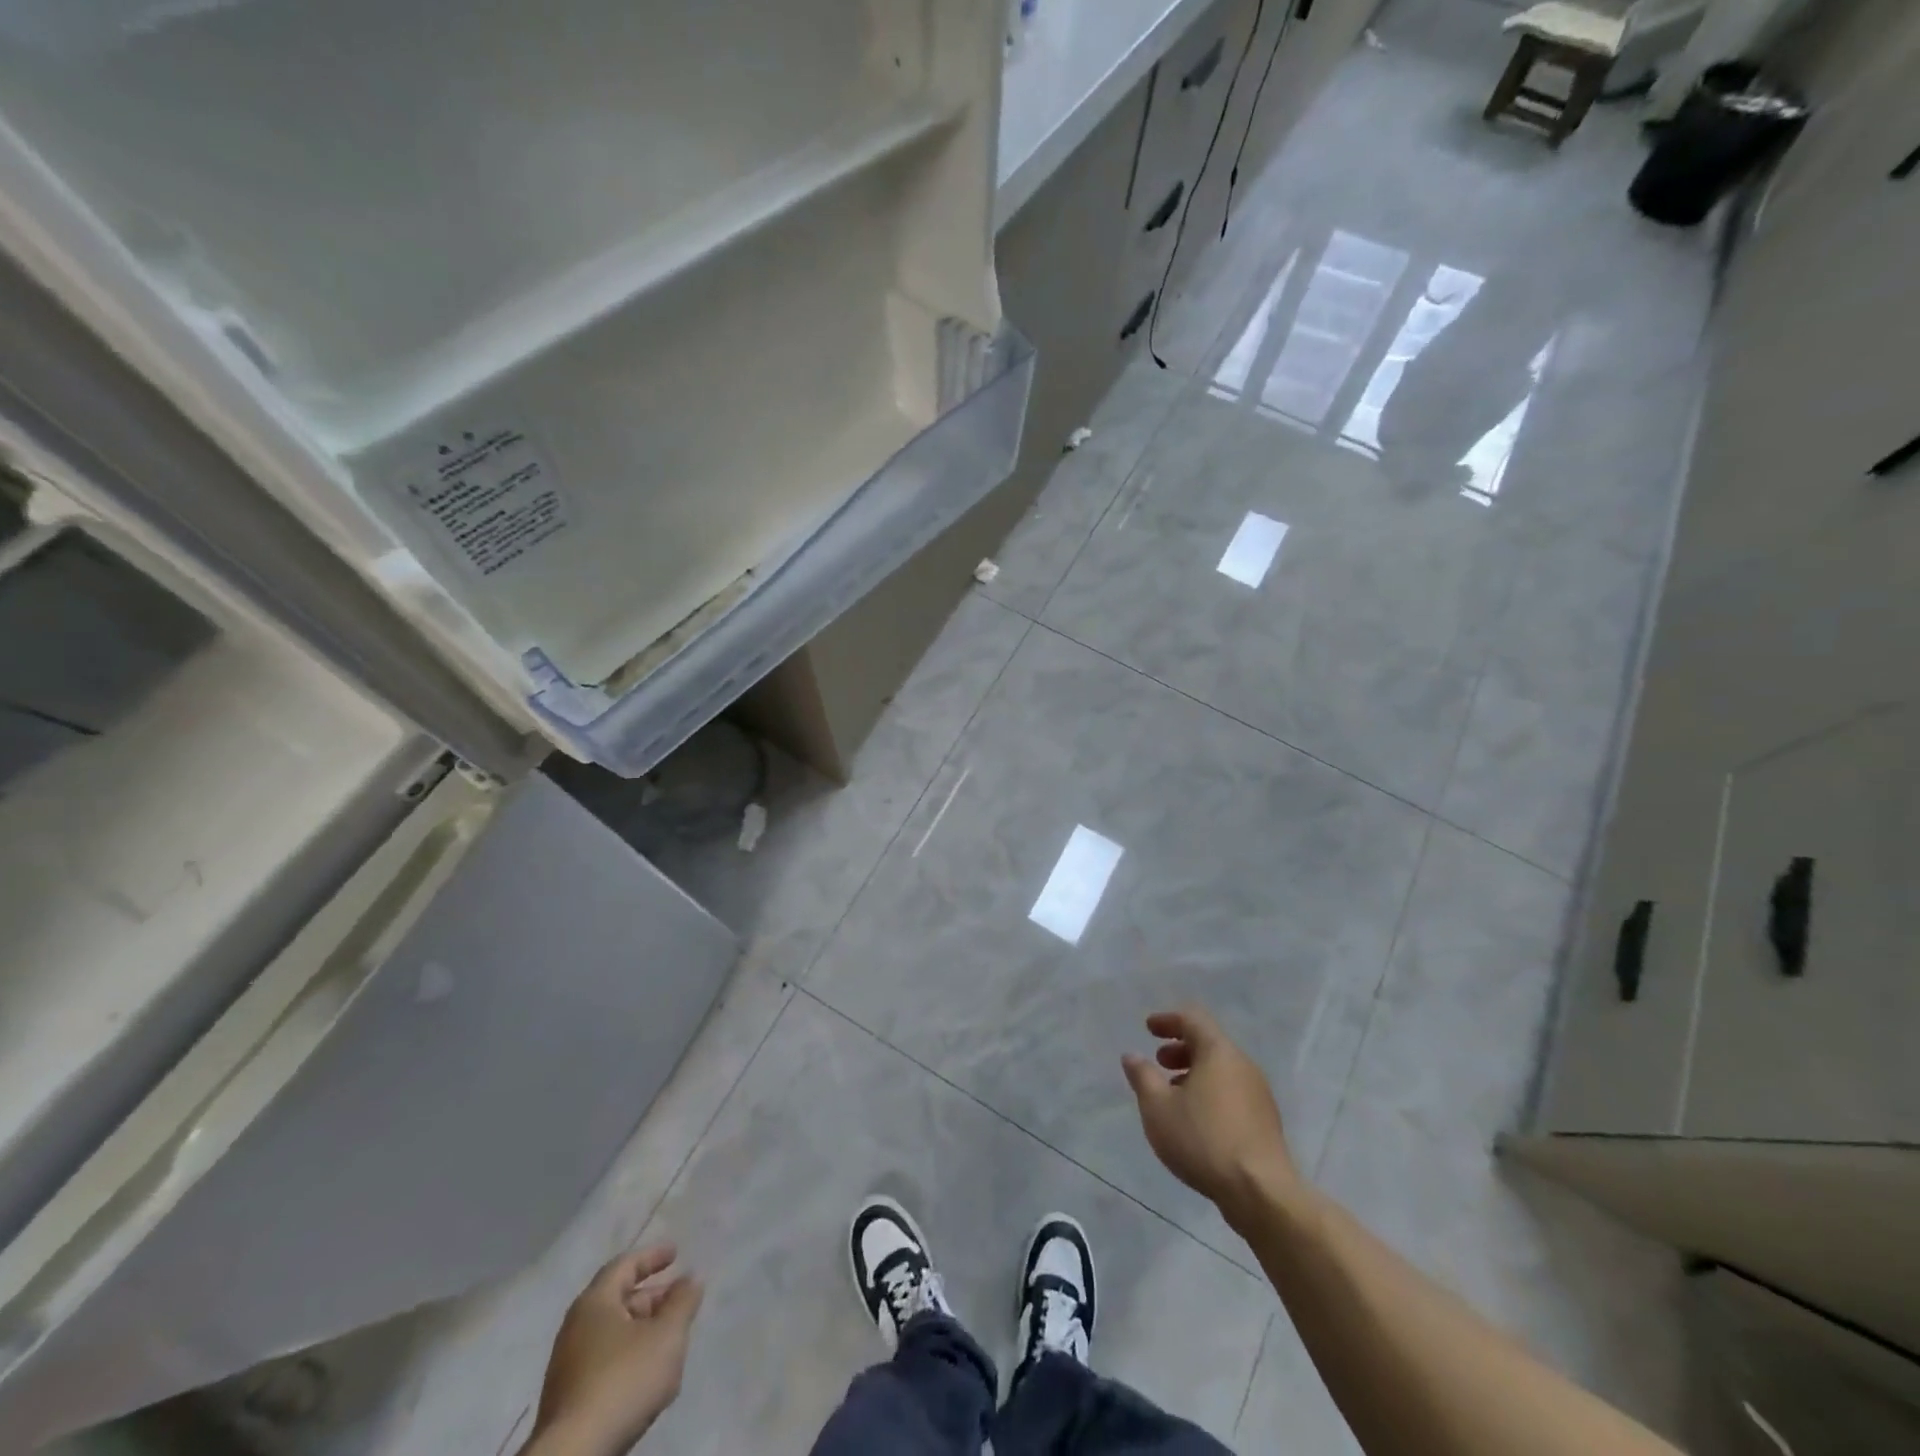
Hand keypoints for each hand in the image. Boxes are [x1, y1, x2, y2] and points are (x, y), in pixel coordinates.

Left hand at [525, 1246, 702, 1455]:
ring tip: (669, 1337)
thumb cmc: (623, 1381)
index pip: (625, 1265)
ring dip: (642, 1328)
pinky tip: (647, 1374)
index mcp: (595, 1303)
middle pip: (618, 1299)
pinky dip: (629, 1355)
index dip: (652, 1256)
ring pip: (612, 1333)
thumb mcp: (667, 1336)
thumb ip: (683, 1302)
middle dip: (651, 1296)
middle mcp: (575, 1328)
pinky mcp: (568, 1400)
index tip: (676, 1253)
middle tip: (679, 1299)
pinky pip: (605, 1361)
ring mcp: (568, 1367)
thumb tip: (690, 1280)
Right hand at [1122, 1006, 1303, 1228]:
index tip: (1148, 1029)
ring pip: (1221, 1070)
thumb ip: (1142, 1076)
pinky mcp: (1265, 1121)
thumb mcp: (1158, 1107)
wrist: (1261, 1192)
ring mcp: (1258, 1093)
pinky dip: (1210, 1092)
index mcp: (1218, 1052)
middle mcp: (1243, 1065)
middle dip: (1180, 1048)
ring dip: (1194, 1073)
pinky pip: (1232, 1092)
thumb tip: (1132, 1056)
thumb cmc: (1203, 1139)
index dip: (1168, 1020)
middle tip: (1159, 1062)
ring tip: (1173, 1095)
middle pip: (1209, 1043)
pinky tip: (1197, 1119)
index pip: (1193, 1019)